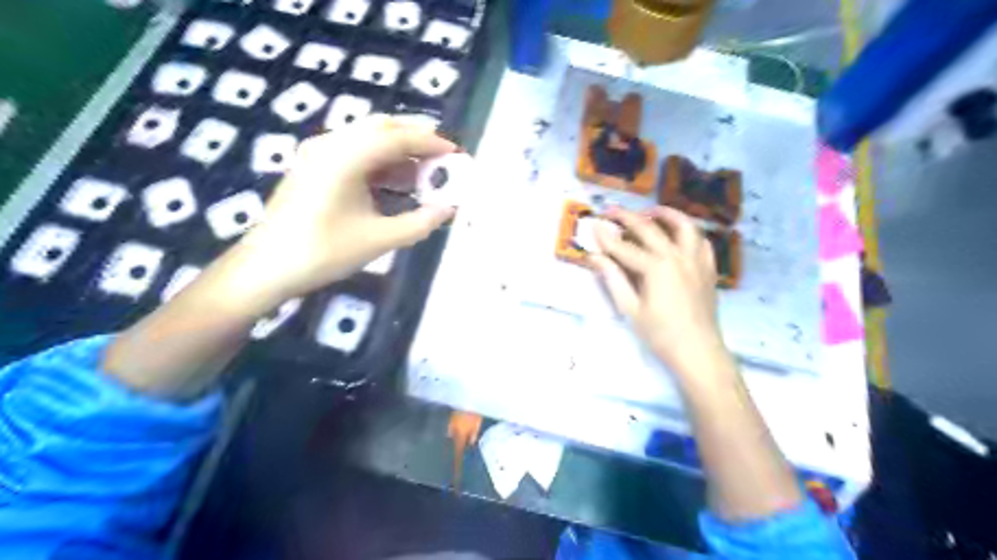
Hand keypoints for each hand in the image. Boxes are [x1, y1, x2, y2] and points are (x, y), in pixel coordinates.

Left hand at [230, 114, 453, 308]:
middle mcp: (330, 145)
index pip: (396, 138)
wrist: (265, 269)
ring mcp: (318, 154)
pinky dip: (380, 163)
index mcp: (345, 157)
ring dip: (398, 152)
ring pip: (367, 139)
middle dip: (415, 139)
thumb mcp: (379, 240)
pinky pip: (354, 153)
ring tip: (424, 172)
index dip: (430, 143)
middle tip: (442, 157)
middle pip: (381, 128)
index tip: (455, 153)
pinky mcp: (313, 168)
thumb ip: (419, 223)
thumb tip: (449, 210)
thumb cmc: (322, 253)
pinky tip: (396, 183)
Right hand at [589, 205, 730, 380]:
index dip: (606, 237)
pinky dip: (689, 232)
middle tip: (612, 211)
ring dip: (666, 214)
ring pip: (684, 225)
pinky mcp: (708, 268)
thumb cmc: (660, 333)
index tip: (593, 225)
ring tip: (651, 212)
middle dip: (627, 217)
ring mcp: (696, 260)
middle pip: (650, 229)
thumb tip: (594, 257)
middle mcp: (677, 256)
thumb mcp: (630, 308)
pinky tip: (679, 235)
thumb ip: (613, 278)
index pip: (624, 247)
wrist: (697, 350)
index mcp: (656, 267)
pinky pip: (701, 241)